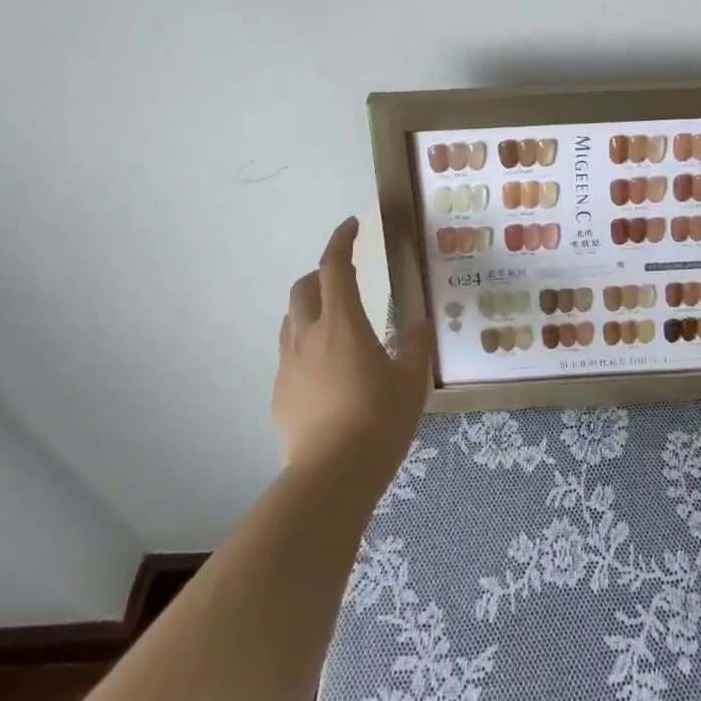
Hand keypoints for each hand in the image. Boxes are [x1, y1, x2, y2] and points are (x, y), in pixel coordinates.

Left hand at [273, 218, 431, 486]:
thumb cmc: (380, 419)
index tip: (352, 226)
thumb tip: (420, 322)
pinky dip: (307, 345)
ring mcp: (288, 365)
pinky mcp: (280, 393)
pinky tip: (328, 371)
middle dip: (322, 273)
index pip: (334, 266)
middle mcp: (308, 335)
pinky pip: (290, 354)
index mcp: (342, 323)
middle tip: (346, 277)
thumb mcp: (411, 379)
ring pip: (291, 319)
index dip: (342, 240)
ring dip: (310, 307)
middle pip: (303, 287)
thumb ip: (416, 344)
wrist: (333, 475)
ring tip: (336, 322)